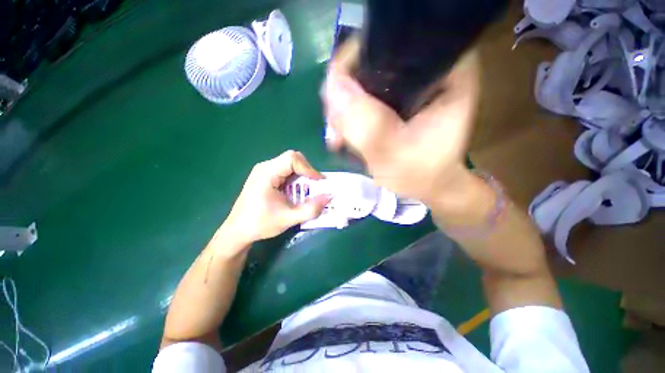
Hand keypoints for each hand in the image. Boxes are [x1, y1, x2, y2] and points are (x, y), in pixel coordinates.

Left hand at [223, 150, 330, 244]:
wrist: (237, 231)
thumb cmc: (260, 224)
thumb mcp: (288, 219)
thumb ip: (311, 209)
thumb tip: (329, 197)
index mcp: (267, 173)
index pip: (292, 159)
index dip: (309, 168)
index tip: (318, 182)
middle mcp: (265, 167)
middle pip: (292, 159)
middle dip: (307, 171)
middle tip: (314, 186)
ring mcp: (264, 171)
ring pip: (290, 164)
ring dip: (302, 176)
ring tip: (307, 190)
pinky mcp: (266, 176)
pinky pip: (285, 171)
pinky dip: (296, 179)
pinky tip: (295, 192)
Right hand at [321, 38, 480, 204]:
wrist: (427, 184)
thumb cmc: (422, 174)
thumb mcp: (395, 155)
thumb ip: (368, 125)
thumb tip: (332, 87)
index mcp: (446, 71)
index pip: (392, 44)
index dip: (356, 65)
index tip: (338, 99)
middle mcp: (426, 68)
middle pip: (370, 61)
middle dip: (345, 94)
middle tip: (337, 128)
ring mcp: (407, 84)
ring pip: (361, 80)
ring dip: (343, 109)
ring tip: (339, 138)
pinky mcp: (393, 99)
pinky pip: (360, 97)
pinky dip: (348, 115)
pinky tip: (343, 135)